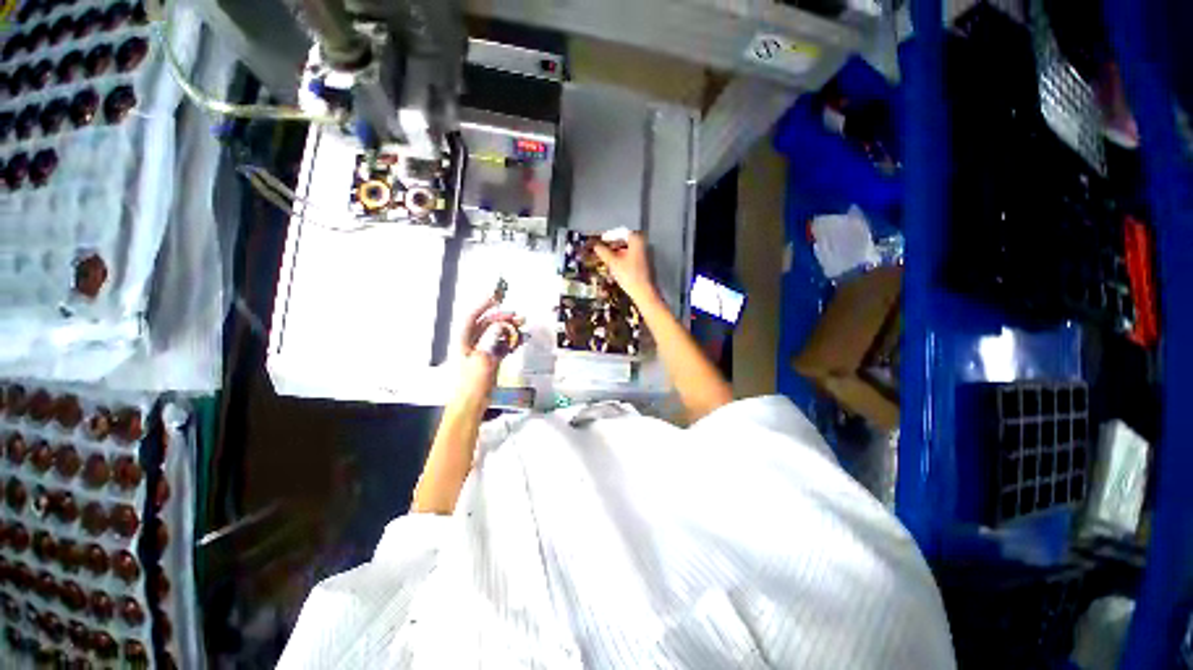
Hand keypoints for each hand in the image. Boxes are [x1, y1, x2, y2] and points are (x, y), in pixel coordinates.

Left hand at [459, 297, 523, 381]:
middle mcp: (473, 344)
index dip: (483, 306)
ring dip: (509, 329)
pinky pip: (503, 345)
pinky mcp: (492, 360)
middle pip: (487, 325)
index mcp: (464, 342)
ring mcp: (483, 351)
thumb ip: (492, 342)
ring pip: (497, 334)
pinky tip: (520, 339)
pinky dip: (511, 341)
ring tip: (522, 326)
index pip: (472, 318)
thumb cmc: (472, 384)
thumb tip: (500, 326)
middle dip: (502, 318)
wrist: (473, 404)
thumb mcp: (483, 361)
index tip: (495, 298)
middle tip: (516, 316)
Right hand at [592, 232, 654, 303]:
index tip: (601, 239)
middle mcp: (643, 245)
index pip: (622, 231)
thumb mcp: (613, 263)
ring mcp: (645, 255)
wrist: (644, 292)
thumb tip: (596, 246)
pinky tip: (616, 267)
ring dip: (617, 253)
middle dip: (613, 245)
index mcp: (637, 241)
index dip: (610, 235)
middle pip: (626, 241)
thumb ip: (604, 253)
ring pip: (628, 250)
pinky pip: (632, 258)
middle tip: (603, 249)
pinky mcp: (644, 265)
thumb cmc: (629, 275)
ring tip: (607, 259)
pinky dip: (623, 259)